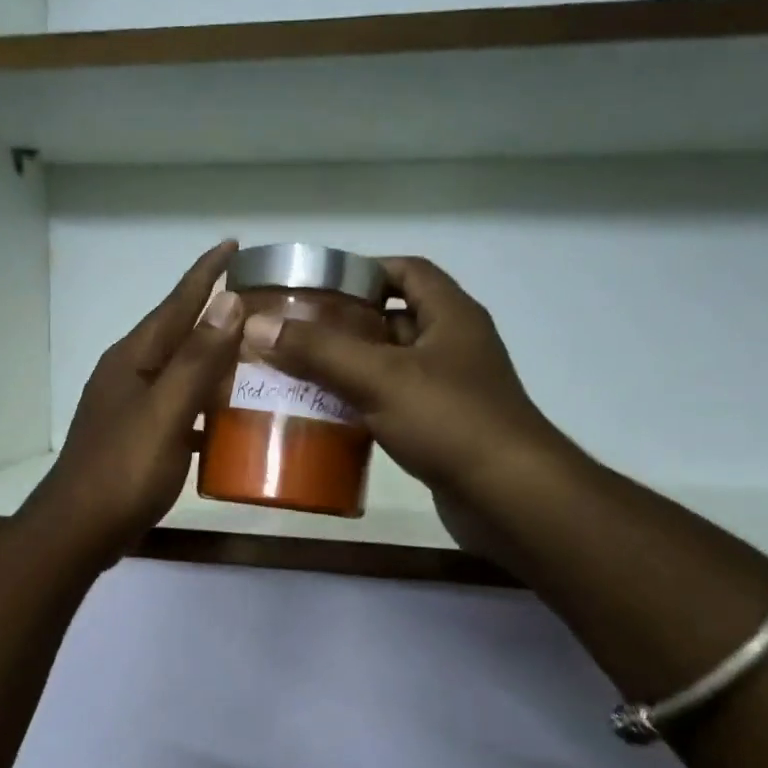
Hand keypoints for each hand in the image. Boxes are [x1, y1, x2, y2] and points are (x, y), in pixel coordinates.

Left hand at [24, 243, 243, 564]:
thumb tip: (229, 302)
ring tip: (252, 356)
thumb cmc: (123, 470)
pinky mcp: (137, 438)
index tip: (234, 245)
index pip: (177, 303)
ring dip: (212, 361)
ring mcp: (130, 407)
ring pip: (180, 372)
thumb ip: (197, 360)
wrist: (79, 530)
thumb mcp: (165, 412)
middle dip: (214, 315)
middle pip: (178, 334)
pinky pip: (178, 407)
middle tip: (259, 304)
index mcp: (134, 358)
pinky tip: (226, 417)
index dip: (206, 274)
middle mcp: (129, 374)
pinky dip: (204, 404)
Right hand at [239, 256, 578, 521]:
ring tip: (299, 373)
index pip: (406, 271)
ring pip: (391, 365)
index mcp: (450, 315)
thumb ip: (319, 351)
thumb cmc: (450, 422)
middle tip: (295, 333)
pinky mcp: (442, 427)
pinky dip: (364, 404)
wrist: (509, 497)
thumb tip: (257, 326)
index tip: (316, 285)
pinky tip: (330, 416)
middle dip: (346, 324)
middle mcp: (454, 345)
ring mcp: (450, 389)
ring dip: (351, 367)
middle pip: (393, 319)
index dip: (363, 270)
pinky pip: (395, 403)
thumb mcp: (380, 378)